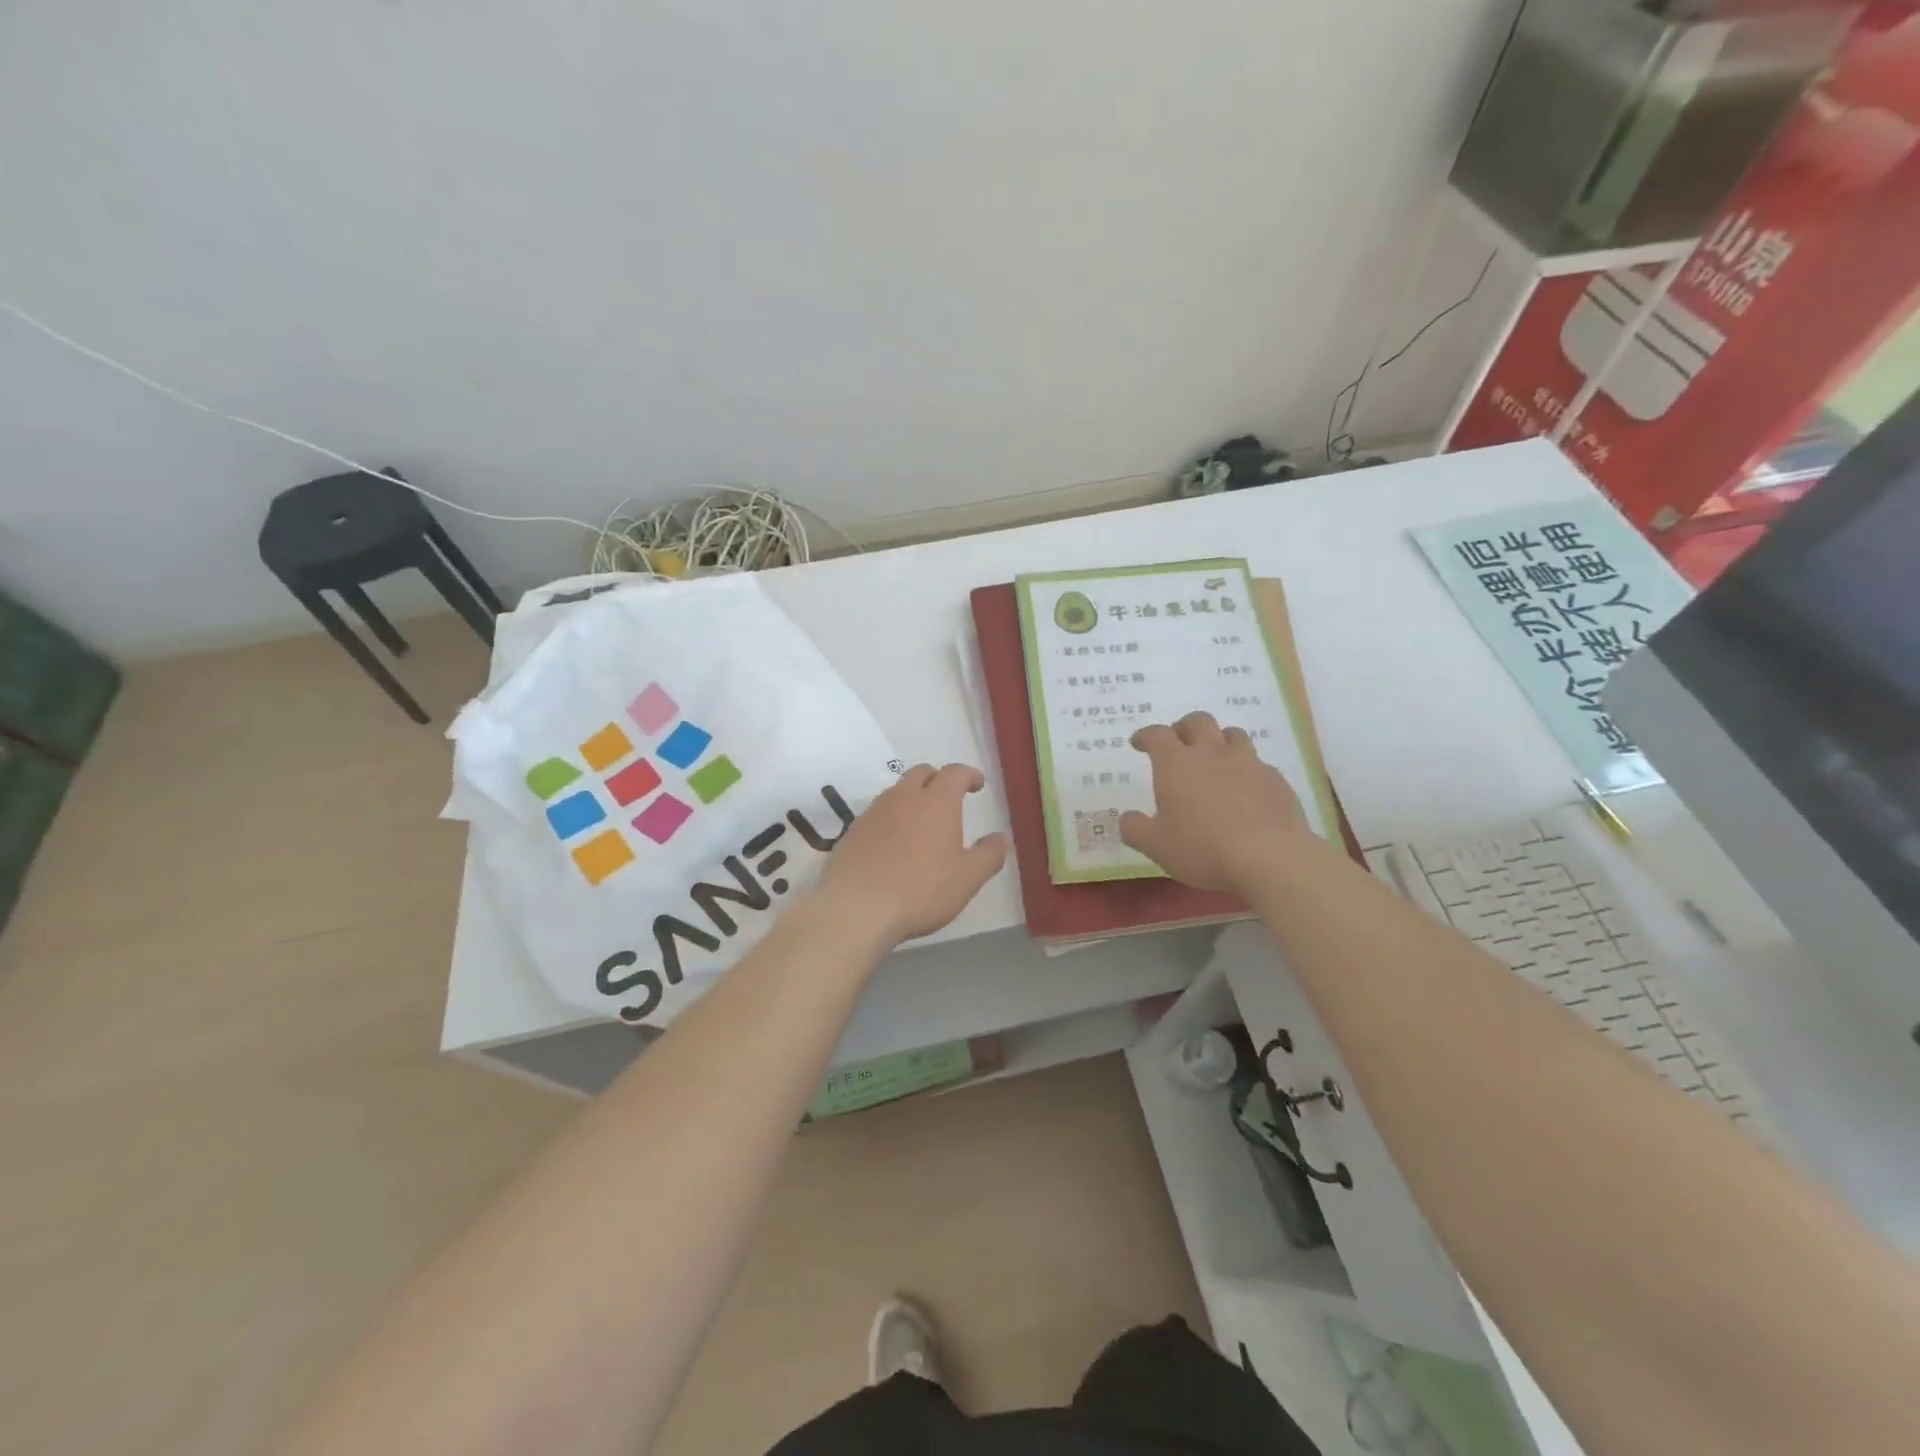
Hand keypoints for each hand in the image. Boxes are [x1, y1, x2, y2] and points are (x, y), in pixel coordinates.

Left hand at [816, 763, 1008, 947]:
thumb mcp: (967, 879)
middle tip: (949, 797)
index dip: (969, 775)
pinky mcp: (852, 832)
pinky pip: (876, 814)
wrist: (856, 908)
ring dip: (911, 797)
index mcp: (936, 803)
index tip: (977, 784)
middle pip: (921, 773)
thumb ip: (988, 855)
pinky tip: (892, 843)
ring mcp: (873, 813)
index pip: (955, 773)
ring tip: (920, 821)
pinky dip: (890, 818)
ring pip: (896, 792)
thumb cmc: (921, 890)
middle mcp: (903, 798)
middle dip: (938, 779)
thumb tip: (1001, 837)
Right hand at [1120, 711, 1314, 893]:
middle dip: (1183, 727)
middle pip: (1198, 721)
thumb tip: (1128, 818)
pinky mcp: (1276, 780)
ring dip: (1219, 740)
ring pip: (1232, 734)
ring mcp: (1248, 763)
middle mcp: (1212, 753)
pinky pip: (1257, 763)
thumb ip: (1135, 829)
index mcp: (1177, 763)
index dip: (1145, 735)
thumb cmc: (1203, 848)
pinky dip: (1245, 769)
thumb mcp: (1156, 845)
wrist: (1270, 858)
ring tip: (1214, 759)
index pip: (1157, 735)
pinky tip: (1245, 790)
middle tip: (1178, 743)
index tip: (1139, 743)